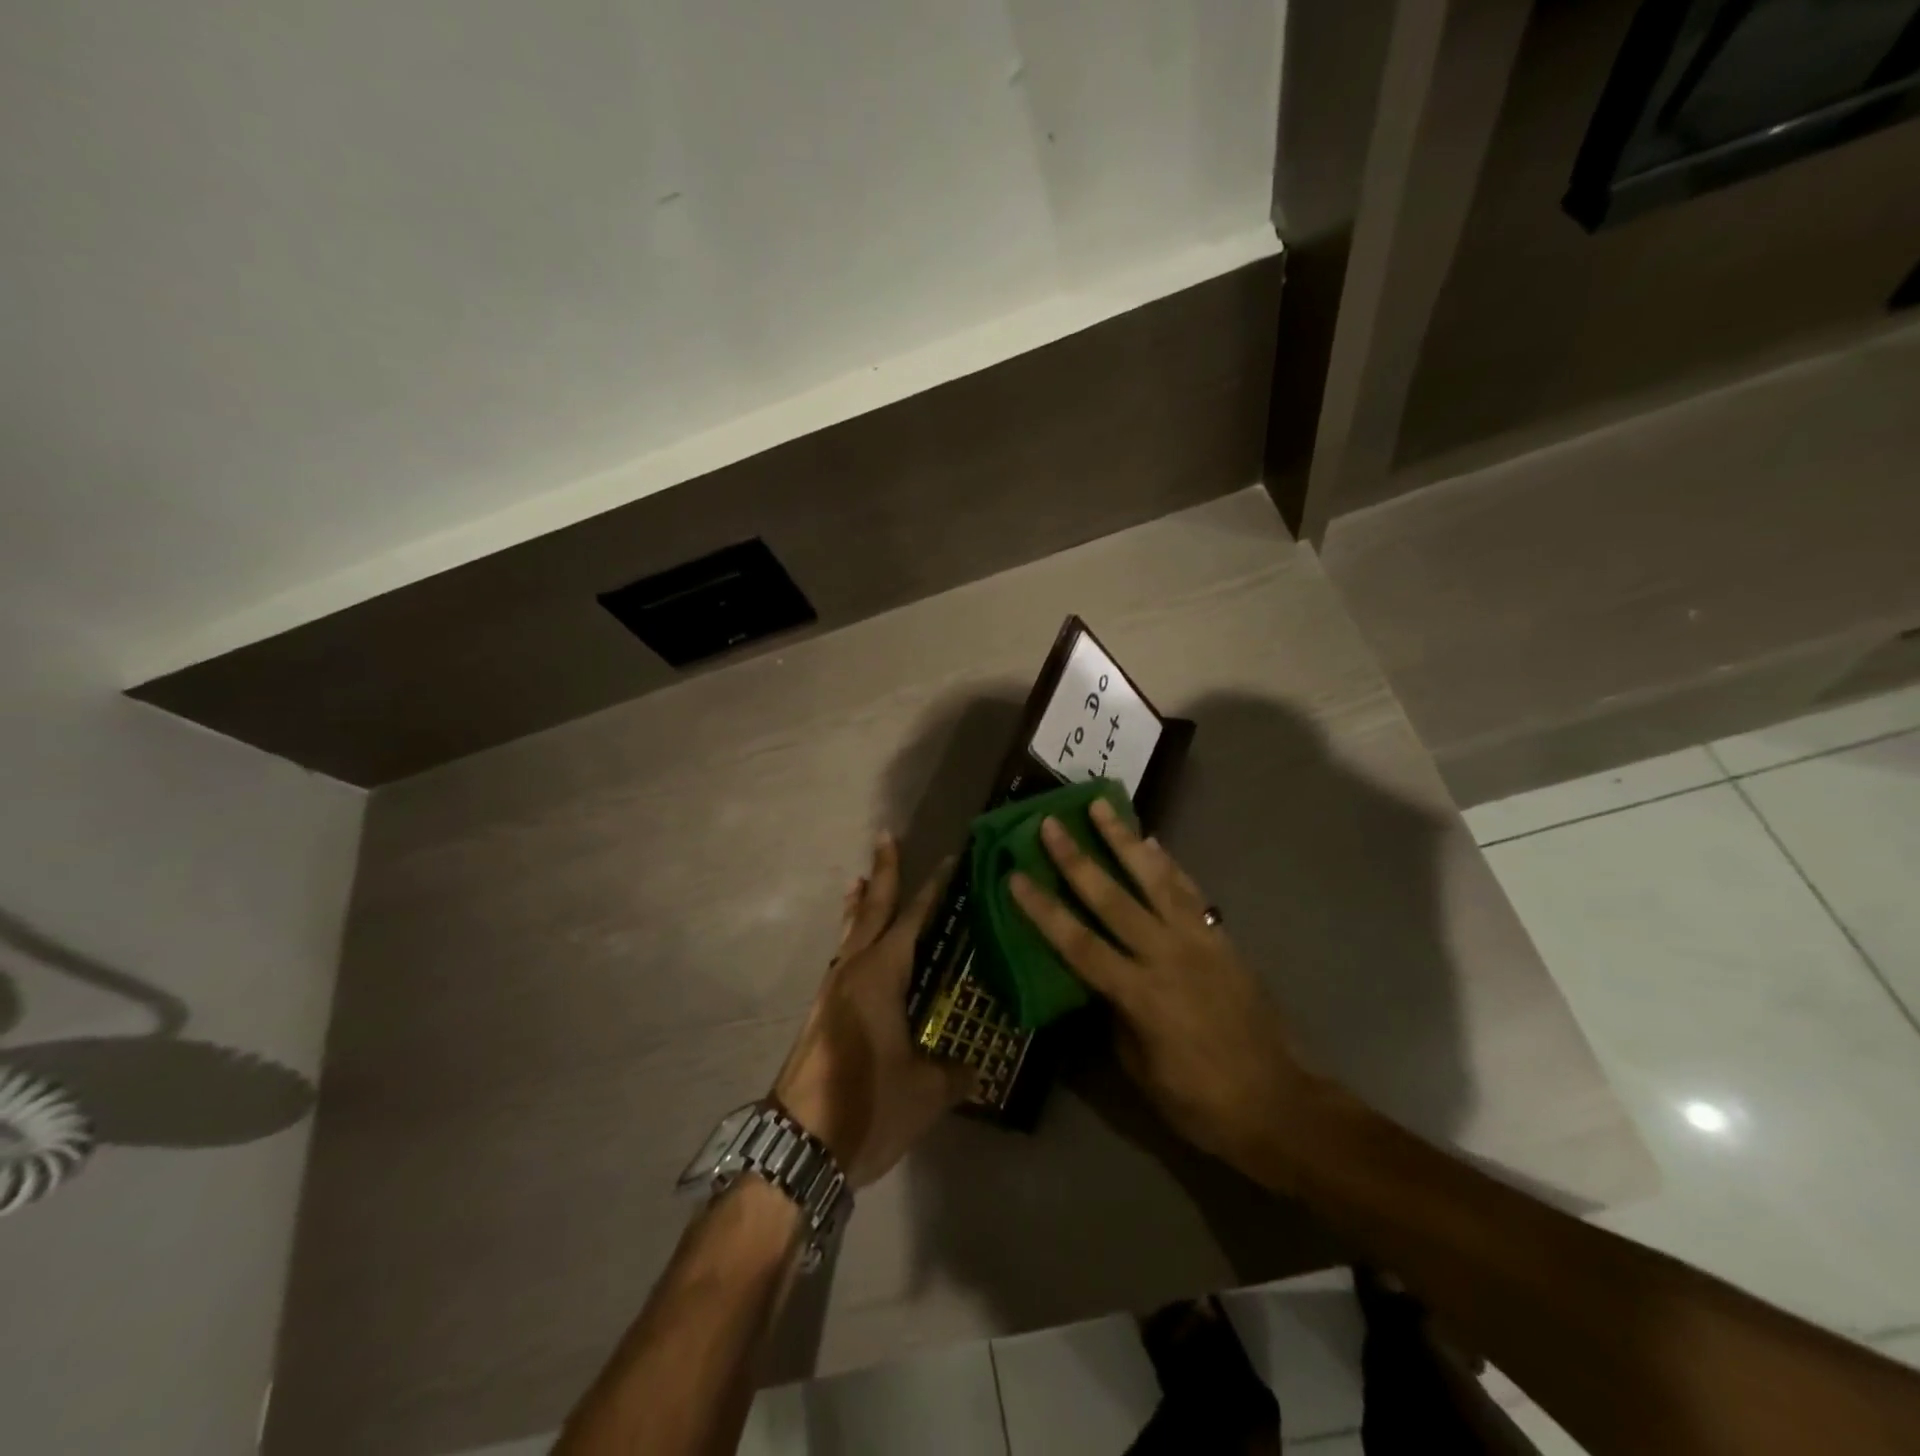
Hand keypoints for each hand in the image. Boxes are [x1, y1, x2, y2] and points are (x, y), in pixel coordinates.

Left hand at [773, 835, 976, 1189]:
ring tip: (862, 880)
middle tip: (886, 839)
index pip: (913, 920)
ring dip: (860, 906)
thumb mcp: (926, 1092)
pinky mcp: (821, 1015)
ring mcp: (831, 992)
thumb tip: (975, 1069)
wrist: (799, 1144)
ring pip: (850, 934)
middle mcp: (853, 972)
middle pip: (870, 912)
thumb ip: (955, 1073)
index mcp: (881, 975)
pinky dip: (851, 939)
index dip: (932, 890)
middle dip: (883, 875)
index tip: (947, 859)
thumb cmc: (867, 1105)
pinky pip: (842, 960)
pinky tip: (857, 951)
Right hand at [1007, 799, 1318, 1173]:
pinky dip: (1169, 864)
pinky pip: (1190, 891)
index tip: (1016, 877)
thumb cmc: (1200, 1101)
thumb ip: (1115, 1015)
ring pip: (1154, 879)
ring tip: (1102, 806)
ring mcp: (1198, 941)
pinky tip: (1154, 842)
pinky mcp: (1221, 938)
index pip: (1078, 943)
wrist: (1279, 1104)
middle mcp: (1166, 956)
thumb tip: (1098, 980)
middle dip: (1077, 858)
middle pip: (1112, 897)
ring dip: (1124, 840)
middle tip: (1051, 823)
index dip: (1043, 910)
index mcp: (1139, 995)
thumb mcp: (1140, 1070)